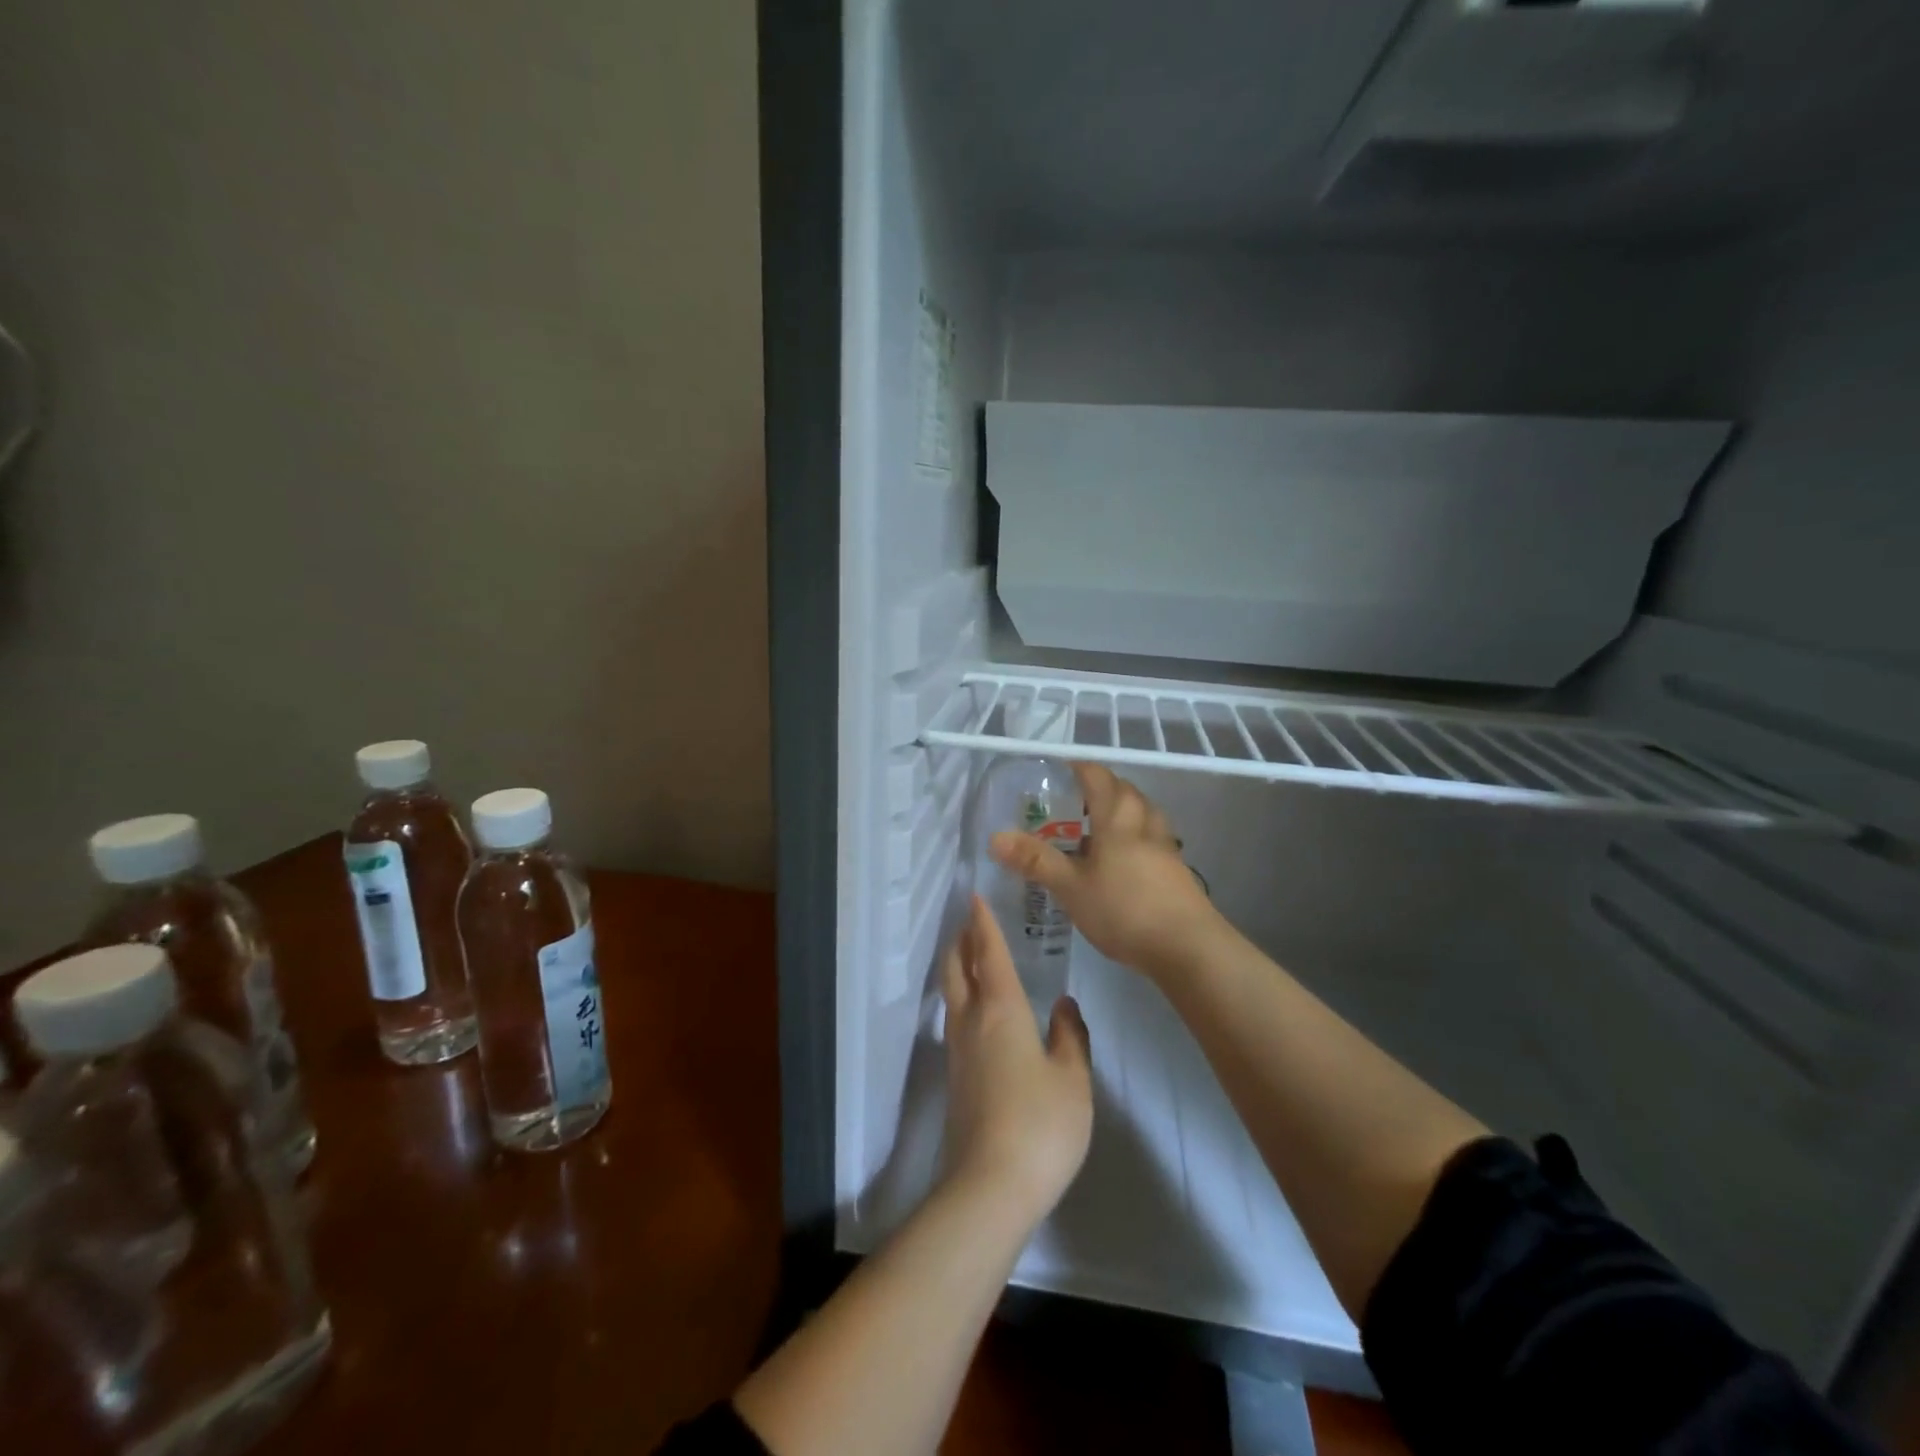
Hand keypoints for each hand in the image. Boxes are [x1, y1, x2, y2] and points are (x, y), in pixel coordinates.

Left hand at [939, 894, 1092, 1226]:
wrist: (990, 1185)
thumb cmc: (1040, 1124)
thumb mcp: (1072, 1079)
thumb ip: (1070, 1036)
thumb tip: (1063, 1005)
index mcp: (1001, 1010)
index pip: (989, 954)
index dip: (983, 924)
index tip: (975, 898)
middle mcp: (972, 1021)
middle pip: (957, 968)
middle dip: (961, 941)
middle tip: (969, 922)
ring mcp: (957, 1050)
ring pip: (952, 993)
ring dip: (958, 967)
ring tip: (970, 956)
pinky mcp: (955, 1077)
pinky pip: (955, 1018)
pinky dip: (962, 996)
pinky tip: (977, 1010)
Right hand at [990, 763, 1224, 979]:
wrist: (1188, 947)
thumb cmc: (1124, 909)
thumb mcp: (1071, 887)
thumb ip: (1035, 861)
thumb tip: (995, 837)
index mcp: (1118, 816)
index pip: (1097, 775)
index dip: (1077, 768)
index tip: (1055, 773)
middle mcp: (1144, 821)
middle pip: (1122, 790)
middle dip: (1097, 790)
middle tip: (1069, 804)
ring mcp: (1165, 845)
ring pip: (1140, 813)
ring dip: (1118, 813)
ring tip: (1093, 831)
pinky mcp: (1175, 869)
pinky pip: (1150, 837)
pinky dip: (1132, 837)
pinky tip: (1118, 862)